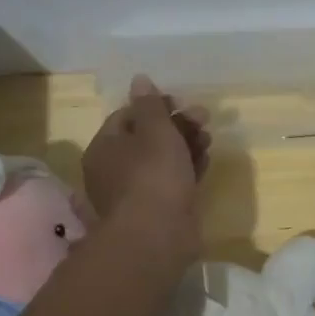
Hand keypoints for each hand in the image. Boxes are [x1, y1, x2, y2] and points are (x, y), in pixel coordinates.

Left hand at [82, 75, 210, 257]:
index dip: (156, 105)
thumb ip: (150, 105)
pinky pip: (172, 181)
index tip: (182, 103)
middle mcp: (115, 168)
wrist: (157, 236)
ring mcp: (136, 191)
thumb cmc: (153, 175)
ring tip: (209, 140)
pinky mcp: (157, 209)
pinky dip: (188, 169)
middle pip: (147, 137)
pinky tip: (206, 161)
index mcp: (105, 146)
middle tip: (204, 119)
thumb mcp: (155, 131)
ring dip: (186, 145)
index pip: (128, 115)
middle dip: (177, 125)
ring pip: (162, 160)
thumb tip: (139, 79)